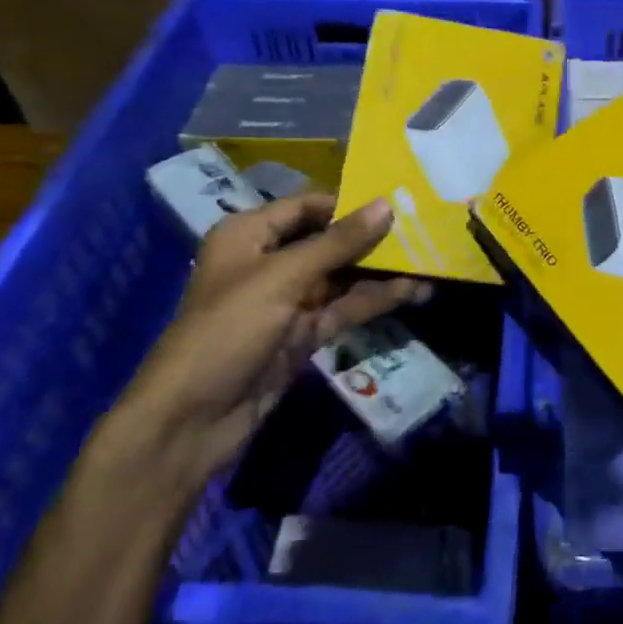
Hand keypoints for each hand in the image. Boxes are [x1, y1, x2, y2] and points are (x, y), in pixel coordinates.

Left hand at [110, 195, 427, 494]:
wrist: (191, 421)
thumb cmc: (227, 331)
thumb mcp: (282, 279)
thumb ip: (338, 242)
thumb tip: (387, 205)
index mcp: (250, 235)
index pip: (308, 206)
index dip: (350, 203)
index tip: (397, 201)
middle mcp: (270, 261)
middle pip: (329, 240)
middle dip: (373, 237)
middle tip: (423, 228)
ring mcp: (289, 300)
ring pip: (342, 276)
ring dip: (381, 270)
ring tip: (430, 260)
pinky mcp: (304, 333)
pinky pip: (345, 308)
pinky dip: (376, 300)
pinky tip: (414, 292)